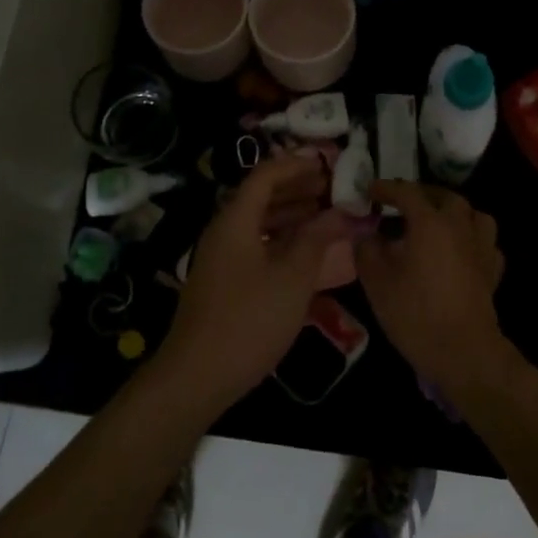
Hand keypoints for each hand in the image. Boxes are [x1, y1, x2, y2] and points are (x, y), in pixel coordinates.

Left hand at [154, 155, 346, 413]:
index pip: (265, 175)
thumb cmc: (250, 319)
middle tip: (334, 187)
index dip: (296, 165)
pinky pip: (256, 244)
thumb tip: (340, 211)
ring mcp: (222, 257)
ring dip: (292, 213)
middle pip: (261, 195)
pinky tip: (306, 251)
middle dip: (298, 188)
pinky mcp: (224, 280)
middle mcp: (224, 230)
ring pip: (259, 222)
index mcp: (235, 220)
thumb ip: (317, 239)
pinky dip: (282, 239)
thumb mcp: (293, 278)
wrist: (198, 374)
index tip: (328, 163)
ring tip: (327, 214)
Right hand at [357, 181, 508, 394]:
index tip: (370, 190)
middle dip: (422, 196)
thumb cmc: (415, 312)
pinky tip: (459, 251)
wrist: (463, 352)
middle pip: (444, 197)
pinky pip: (484, 241)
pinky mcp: (492, 270)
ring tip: (436, 223)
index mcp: (430, 222)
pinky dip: (470, 238)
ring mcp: (481, 247)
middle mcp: (460, 226)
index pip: (407, 192)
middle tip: (402, 206)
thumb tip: (366, 234)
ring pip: (472, 214)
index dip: (386, 188)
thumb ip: (367, 249)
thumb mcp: (376, 280)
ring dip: (453, 212)